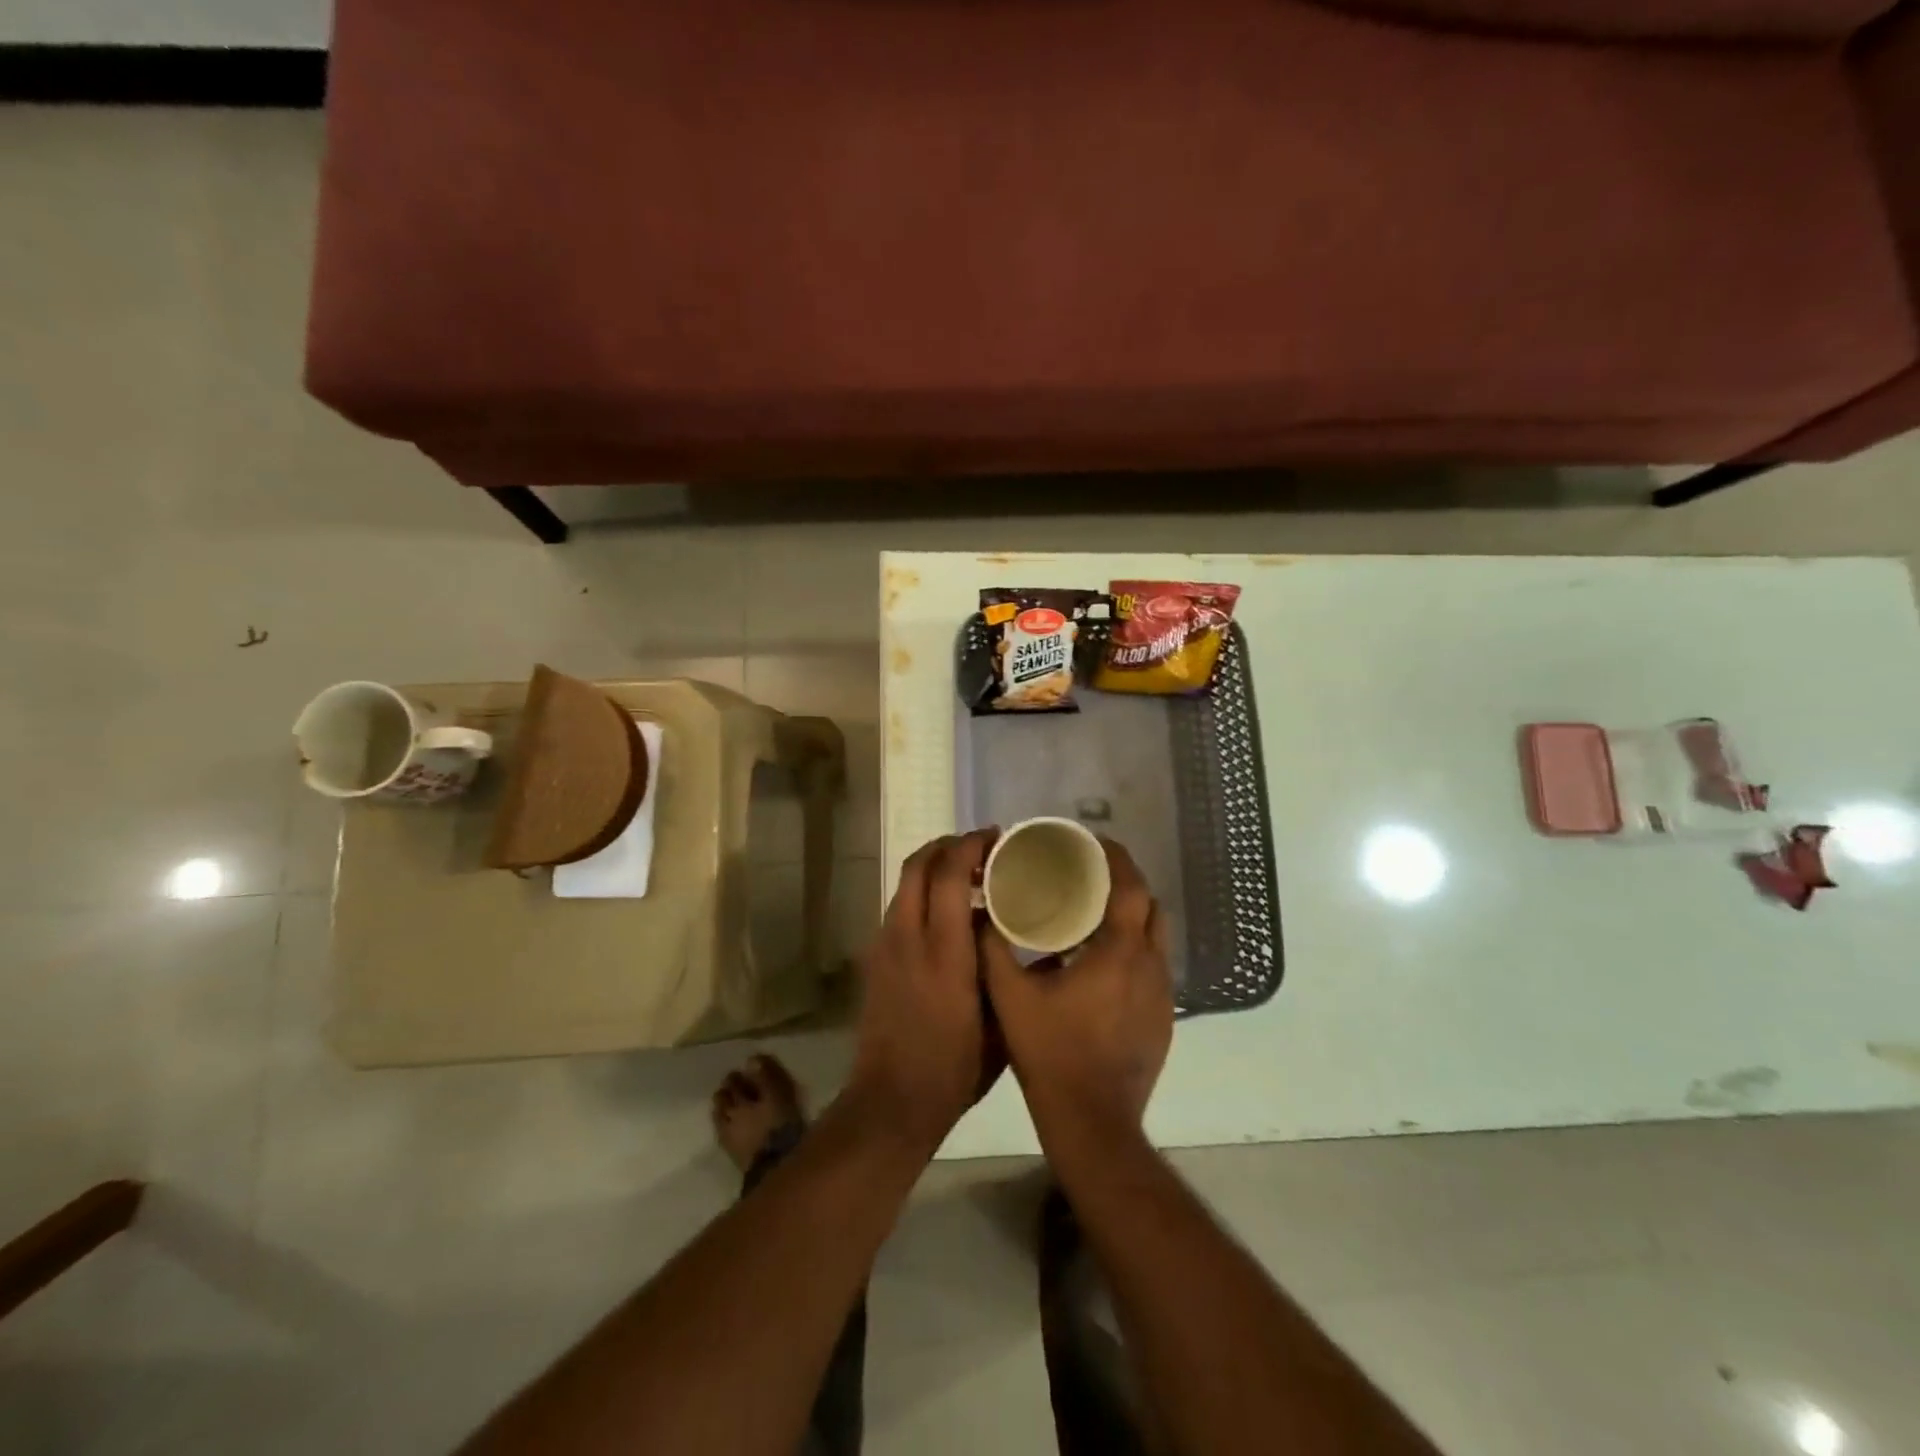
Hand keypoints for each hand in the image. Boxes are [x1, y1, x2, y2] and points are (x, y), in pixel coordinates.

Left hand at [845, 830, 1004, 1150]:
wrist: (891, 1103)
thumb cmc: (955, 1070)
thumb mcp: (996, 1019)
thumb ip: (999, 965)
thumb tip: (1002, 925)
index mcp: (944, 952)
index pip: (949, 875)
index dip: (971, 846)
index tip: (996, 837)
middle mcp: (908, 938)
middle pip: (918, 865)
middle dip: (947, 845)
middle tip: (979, 848)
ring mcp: (885, 947)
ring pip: (904, 883)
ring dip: (932, 867)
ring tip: (965, 876)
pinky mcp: (874, 960)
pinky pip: (898, 908)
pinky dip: (921, 894)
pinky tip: (945, 914)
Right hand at [978, 839, 1172, 1147]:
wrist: (1093, 1122)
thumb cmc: (1052, 1053)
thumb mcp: (1011, 997)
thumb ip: (993, 950)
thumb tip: (980, 914)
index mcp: (1119, 952)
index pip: (1131, 887)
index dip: (1117, 859)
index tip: (1094, 843)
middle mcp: (1151, 966)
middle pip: (1151, 907)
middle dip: (1125, 884)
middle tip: (1090, 875)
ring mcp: (1162, 995)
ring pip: (1156, 938)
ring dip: (1132, 918)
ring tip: (1095, 914)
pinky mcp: (1164, 1019)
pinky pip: (1154, 967)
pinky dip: (1135, 950)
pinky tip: (1103, 964)